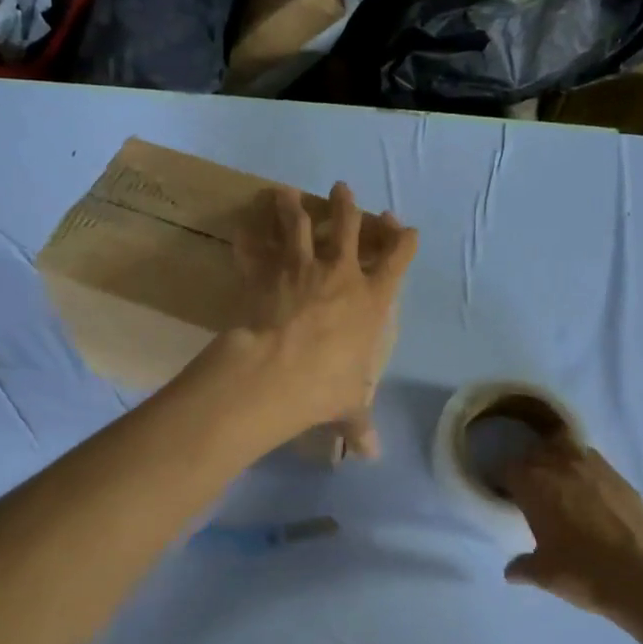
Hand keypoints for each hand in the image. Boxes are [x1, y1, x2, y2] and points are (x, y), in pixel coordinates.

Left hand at [222, 182, 416, 456]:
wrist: (277, 372)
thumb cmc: (324, 386)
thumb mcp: (348, 406)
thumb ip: (359, 425)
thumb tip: (371, 455)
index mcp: (371, 300)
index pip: (396, 260)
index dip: (402, 241)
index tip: (403, 227)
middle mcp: (339, 274)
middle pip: (349, 227)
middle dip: (348, 206)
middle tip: (342, 188)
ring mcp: (300, 267)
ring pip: (299, 226)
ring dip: (292, 207)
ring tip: (284, 192)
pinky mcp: (265, 272)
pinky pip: (253, 250)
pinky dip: (246, 239)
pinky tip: (239, 226)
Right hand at [502, 437, 642, 626]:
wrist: (639, 576)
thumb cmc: (581, 571)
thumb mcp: (543, 574)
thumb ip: (522, 566)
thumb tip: (511, 571)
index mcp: (532, 483)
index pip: (507, 469)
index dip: (505, 482)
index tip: (508, 496)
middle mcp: (559, 464)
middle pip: (535, 451)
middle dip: (530, 465)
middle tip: (533, 487)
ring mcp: (592, 466)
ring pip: (566, 446)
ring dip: (558, 458)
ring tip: (562, 480)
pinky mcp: (619, 476)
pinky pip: (594, 462)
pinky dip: (586, 470)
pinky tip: (591, 492)